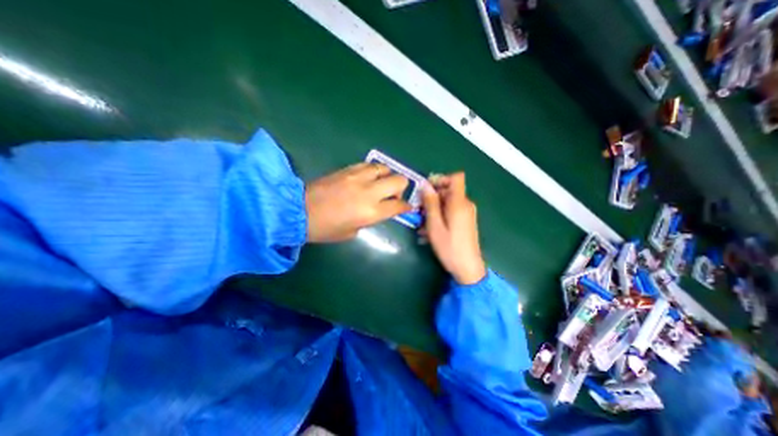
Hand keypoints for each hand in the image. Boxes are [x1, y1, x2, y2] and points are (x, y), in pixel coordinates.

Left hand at [305, 161, 412, 240]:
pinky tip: (367, 178)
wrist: (299, 211)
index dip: (406, 207)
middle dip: (401, 188)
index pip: (399, 205)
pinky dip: (373, 171)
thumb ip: (369, 220)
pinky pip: (369, 165)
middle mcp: (369, 192)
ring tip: (379, 184)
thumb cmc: (325, 228)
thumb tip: (377, 211)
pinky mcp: (348, 169)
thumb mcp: (352, 232)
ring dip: (387, 177)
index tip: (406, 207)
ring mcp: (358, 177)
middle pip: (399, 181)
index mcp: (371, 212)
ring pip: (385, 168)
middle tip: (392, 195)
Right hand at [423, 171, 483, 283]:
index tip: (428, 189)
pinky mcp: (465, 221)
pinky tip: (430, 229)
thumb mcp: (435, 225)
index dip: (442, 179)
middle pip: (449, 190)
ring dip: (434, 208)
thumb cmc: (449, 247)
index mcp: (459, 203)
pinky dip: (440, 215)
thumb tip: (425, 184)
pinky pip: (451, 211)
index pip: (456, 178)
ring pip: (448, 202)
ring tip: (422, 223)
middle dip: (432, 197)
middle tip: (419, 210)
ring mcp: (467, 213)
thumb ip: (430, 203)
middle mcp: (466, 204)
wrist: (468, 268)